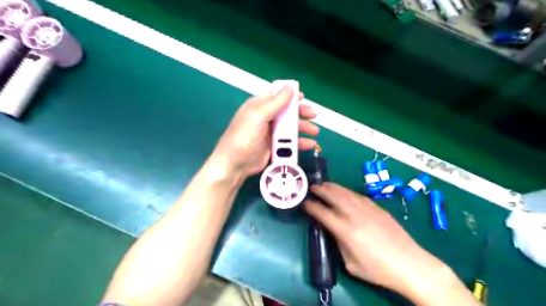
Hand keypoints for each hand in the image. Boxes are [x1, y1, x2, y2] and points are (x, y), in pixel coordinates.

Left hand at [211, 86, 318, 176]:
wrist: (235, 164)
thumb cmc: (245, 136)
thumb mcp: (259, 116)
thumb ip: (276, 102)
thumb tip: (290, 86)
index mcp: (259, 106)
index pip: (277, 96)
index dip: (290, 96)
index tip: (303, 97)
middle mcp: (266, 117)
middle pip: (287, 112)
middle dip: (301, 113)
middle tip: (313, 115)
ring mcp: (270, 133)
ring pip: (290, 127)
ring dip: (303, 128)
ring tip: (314, 132)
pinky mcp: (274, 146)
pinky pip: (290, 141)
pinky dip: (300, 142)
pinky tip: (310, 144)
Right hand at [305, 183, 454, 294]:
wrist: (411, 265)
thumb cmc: (378, 270)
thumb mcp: (351, 264)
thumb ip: (339, 243)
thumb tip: (333, 230)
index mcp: (346, 231)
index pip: (323, 213)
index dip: (312, 207)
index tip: (305, 202)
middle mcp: (355, 216)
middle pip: (334, 197)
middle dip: (320, 190)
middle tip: (312, 187)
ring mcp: (368, 209)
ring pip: (346, 193)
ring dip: (333, 187)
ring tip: (324, 184)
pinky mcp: (378, 208)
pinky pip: (358, 195)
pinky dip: (347, 191)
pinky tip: (344, 192)